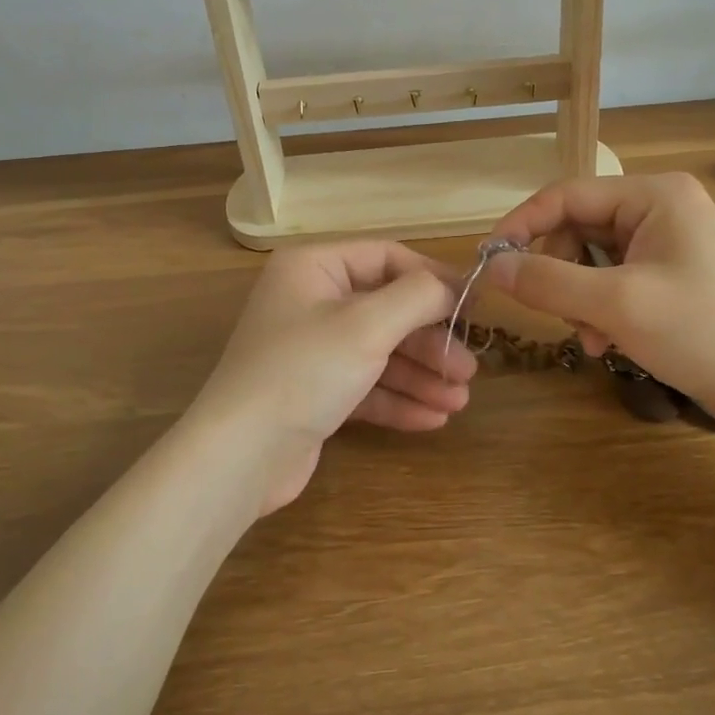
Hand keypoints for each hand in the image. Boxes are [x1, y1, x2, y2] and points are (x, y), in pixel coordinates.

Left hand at [190, 241, 477, 514]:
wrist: (240, 456)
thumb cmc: (304, 370)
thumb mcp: (367, 325)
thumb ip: (418, 297)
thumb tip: (452, 286)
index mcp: (314, 268)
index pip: (386, 258)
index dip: (433, 279)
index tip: (474, 305)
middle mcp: (311, 301)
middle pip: (387, 310)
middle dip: (430, 341)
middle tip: (468, 369)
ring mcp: (311, 350)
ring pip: (379, 352)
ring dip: (420, 375)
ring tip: (459, 401)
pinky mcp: (314, 393)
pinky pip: (365, 386)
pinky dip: (397, 399)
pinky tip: (433, 419)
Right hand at [484, 173, 714, 438]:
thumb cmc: (705, 332)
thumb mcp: (617, 305)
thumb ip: (548, 281)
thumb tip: (494, 266)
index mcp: (652, 195)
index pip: (565, 195)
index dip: (522, 225)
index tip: (489, 261)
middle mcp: (659, 209)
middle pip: (577, 229)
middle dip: (558, 273)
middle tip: (550, 313)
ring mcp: (668, 244)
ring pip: (592, 261)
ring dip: (579, 299)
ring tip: (592, 338)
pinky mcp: (672, 278)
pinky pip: (615, 282)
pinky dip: (602, 310)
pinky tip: (608, 343)